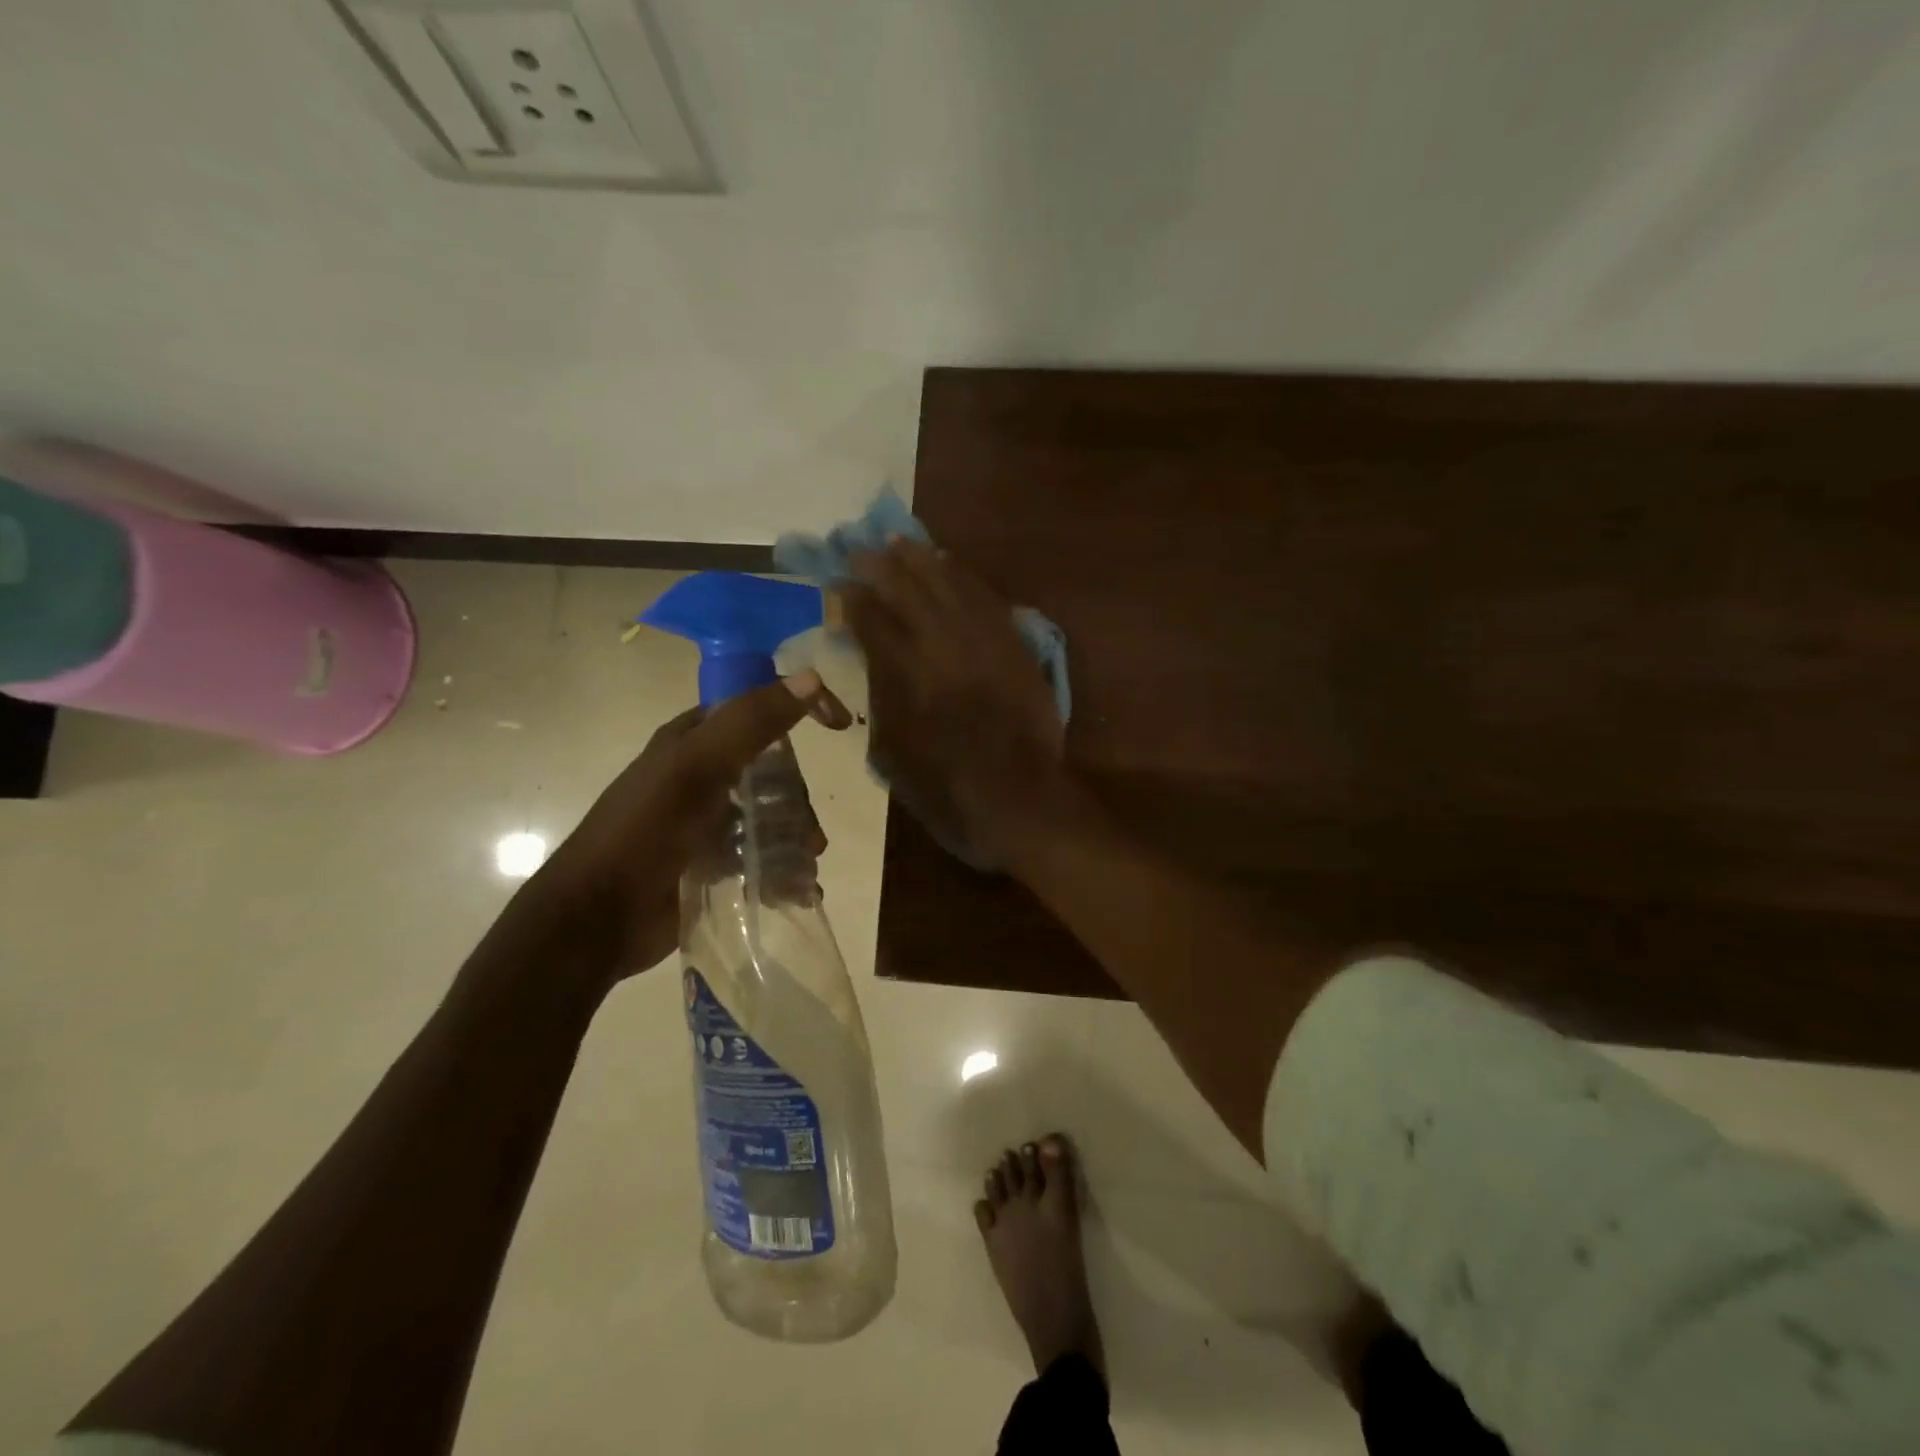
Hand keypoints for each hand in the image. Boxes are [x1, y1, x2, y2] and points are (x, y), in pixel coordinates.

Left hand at [535, 673, 845, 982]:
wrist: (597, 917)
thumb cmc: (646, 832)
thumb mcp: (698, 768)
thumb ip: (751, 722)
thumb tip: (812, 678)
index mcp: (692, 740)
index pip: (756, 708)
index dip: (799, 709)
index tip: (839, 727)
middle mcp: (699, 774)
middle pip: (770, 773)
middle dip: (797, 801)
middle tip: (811, 836)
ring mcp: (704, 821)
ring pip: (767, 817)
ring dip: (794, 840)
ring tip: (805, 870)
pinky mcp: (707, 863)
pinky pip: (757, 856)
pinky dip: (781, 871)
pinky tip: (797, 892)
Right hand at [843, 539, 1065, 861]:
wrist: (1018, 798)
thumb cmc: (945, 787)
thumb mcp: (891, 750)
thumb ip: (880, 697)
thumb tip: (872, 660)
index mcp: (905, 673)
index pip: (872, 620)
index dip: (853, 599)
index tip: (840, 585)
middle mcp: (942, 646)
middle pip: (908, 591)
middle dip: (881, 567)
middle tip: (863, 550)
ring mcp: (983, 642)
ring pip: (949, 585)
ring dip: (922, 561)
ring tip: (902, 543)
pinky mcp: (1014, 646)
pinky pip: (987, 599)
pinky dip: (965, 577)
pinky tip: (951, 565)